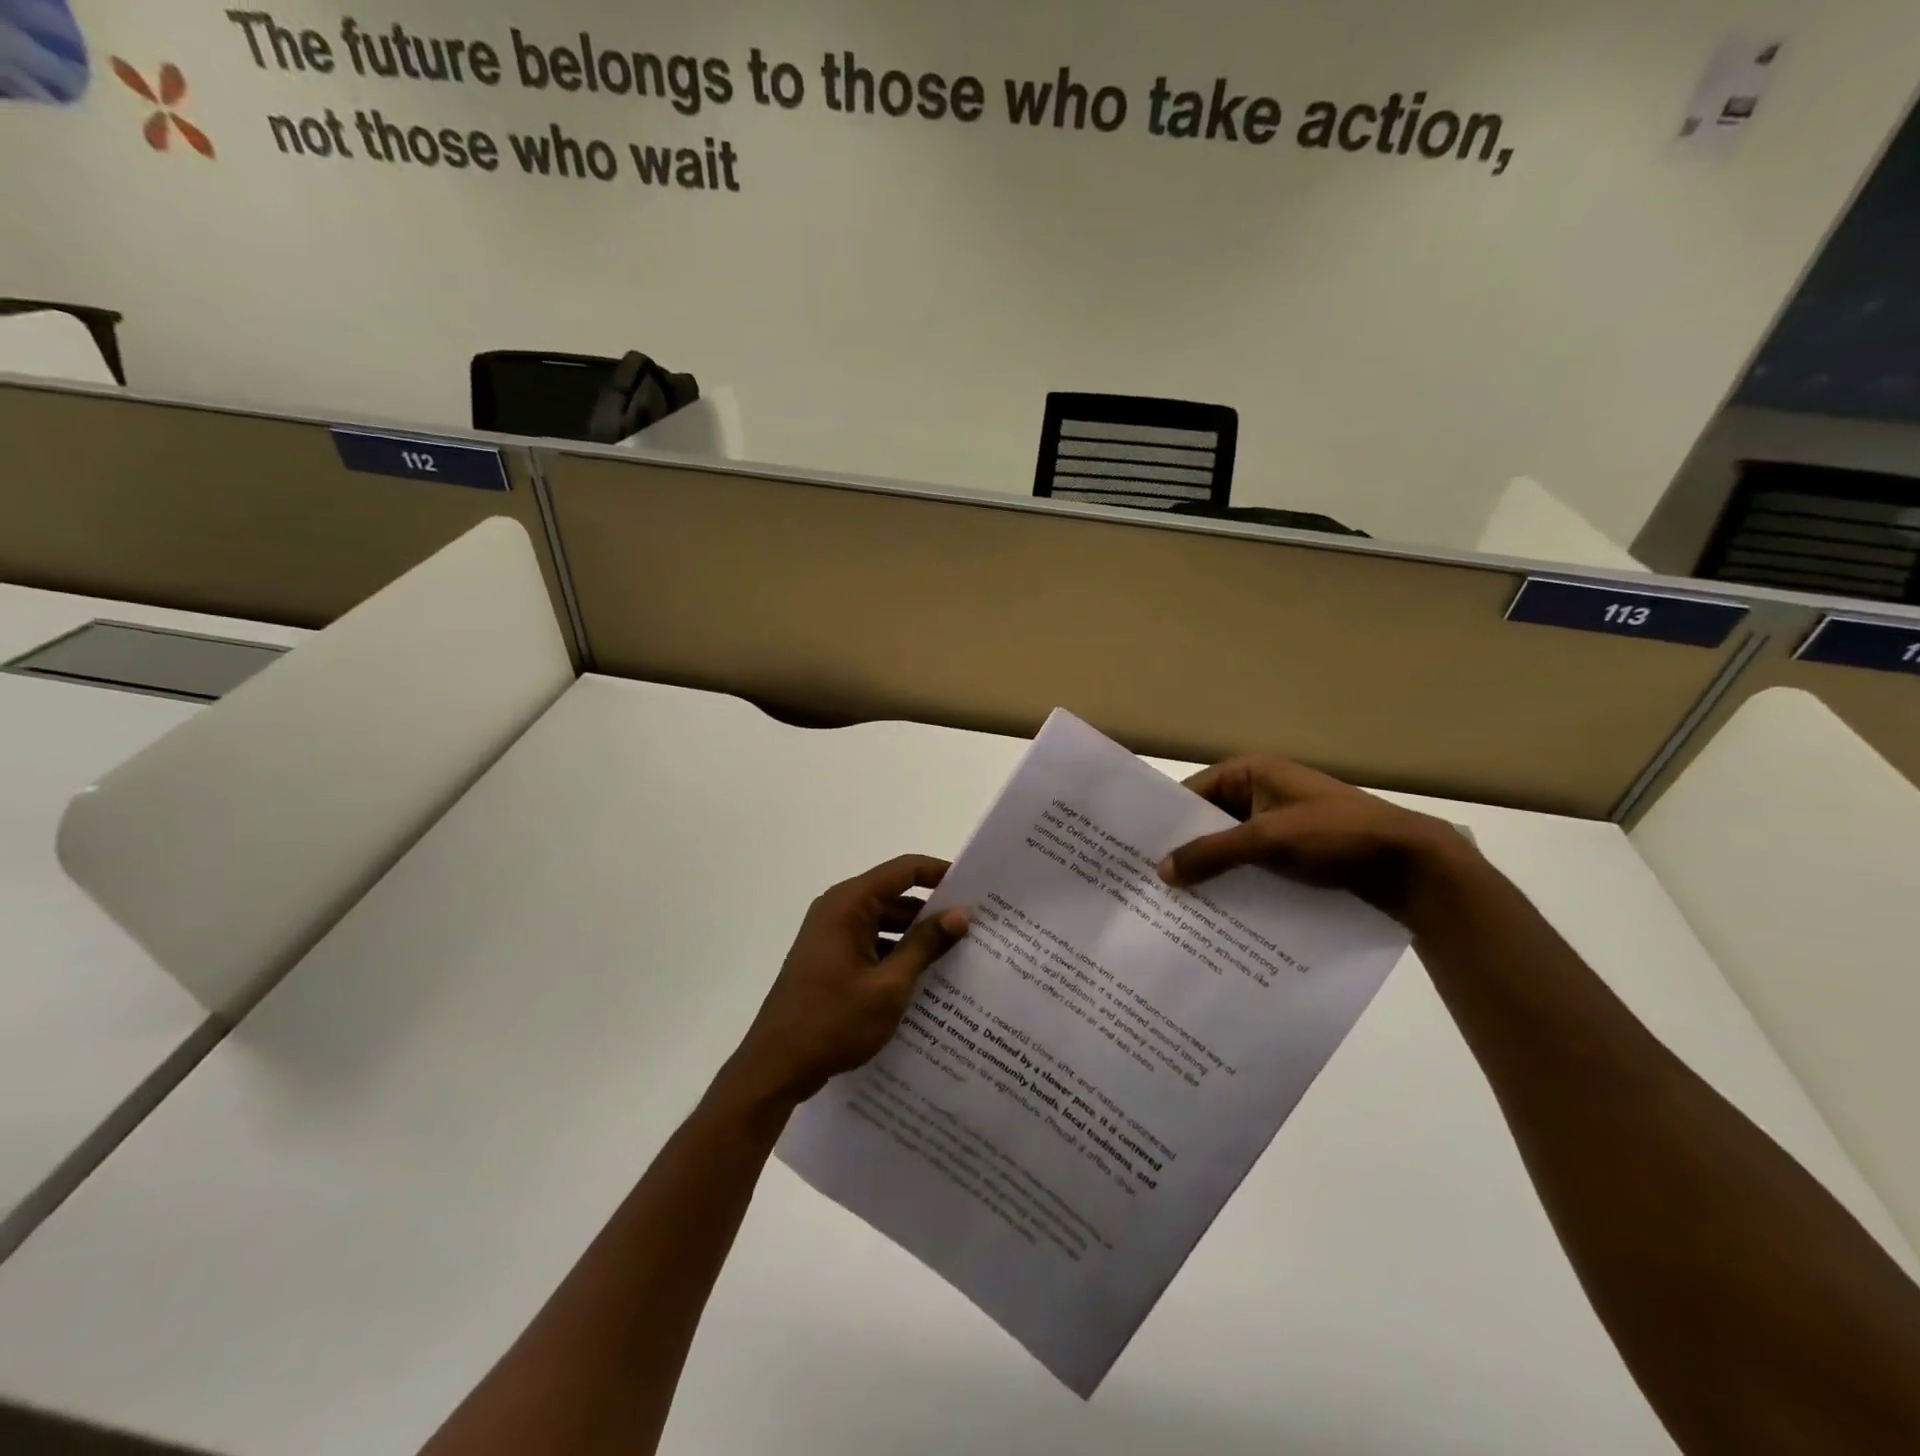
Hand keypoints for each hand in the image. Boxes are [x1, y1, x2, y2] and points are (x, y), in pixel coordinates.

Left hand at [724, 855, 969, 1111]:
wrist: (775, 1067)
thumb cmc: (833, 1021)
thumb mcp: (889, 985)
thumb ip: (925, 945)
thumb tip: (960, 914)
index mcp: (849, 904)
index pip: (904, 870)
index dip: (941, 873)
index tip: (976, 888)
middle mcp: (838, 909)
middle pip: (895, 895)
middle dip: (933, 910)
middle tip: (976, 927)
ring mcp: (831, 935)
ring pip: (885, 922)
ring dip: (916, 936)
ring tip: (959, 954)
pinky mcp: (830, 958)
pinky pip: (872, 943)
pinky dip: (897, 953)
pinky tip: (925, 978)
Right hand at [1158, 756, 1475, 922]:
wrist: (1413, 866)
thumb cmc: (1335, 835)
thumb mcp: (1267, 840)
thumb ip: (1211, 854)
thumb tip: (1160, 871)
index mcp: (1251, 773)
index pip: (1192, 793)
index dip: (1166, 821)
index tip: (1135, 852)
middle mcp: (1261, 793)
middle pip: (1209, 821)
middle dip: (1185, 851)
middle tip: (1148, 884)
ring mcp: (1279, 824)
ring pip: (1230, 847)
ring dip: (1210, 871)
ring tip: (1173, 904)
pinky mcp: (1294, 854)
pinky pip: (1252, 865)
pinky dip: (1235, 882)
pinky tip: (1215, 912)